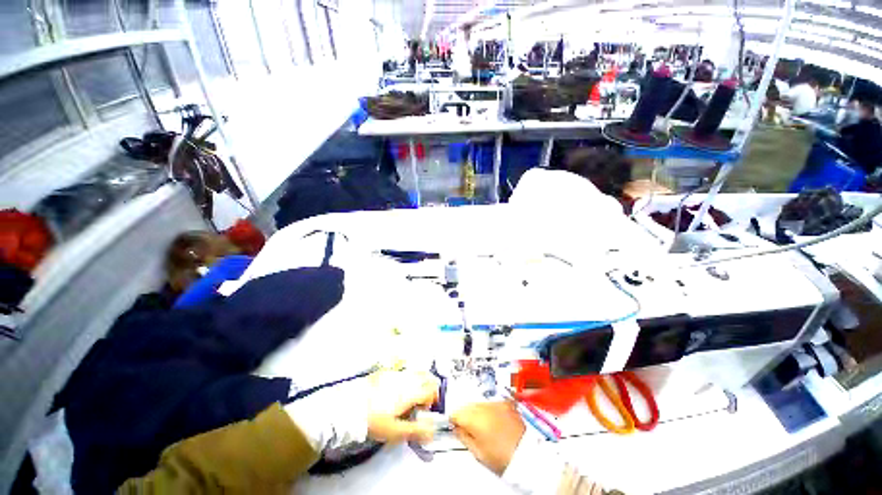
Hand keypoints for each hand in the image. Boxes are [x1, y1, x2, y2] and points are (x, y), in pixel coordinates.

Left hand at [366, 370, 438, 443]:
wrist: (350, 406)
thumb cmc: (374, 420)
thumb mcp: (395, 431)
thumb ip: (416, 431)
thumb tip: (432, 432)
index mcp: (411, 392)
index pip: (431, 390)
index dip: (432, 400)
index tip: (425, 410)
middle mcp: (406, 379)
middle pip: (426, 376)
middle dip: (429, 388)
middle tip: (421, 401)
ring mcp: (396, 373)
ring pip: (415, 372)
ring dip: (419, 381)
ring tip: (410, 395)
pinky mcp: (386, 371)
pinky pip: (402, 369)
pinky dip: (407, 377)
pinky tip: (397, 387)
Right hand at [450, 401, 525, 475]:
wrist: (526, 455)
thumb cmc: (502, 457)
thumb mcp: (477, 452)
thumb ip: (463, 436)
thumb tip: (456, 429)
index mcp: (474, 418)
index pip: (456, 412)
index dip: (454, 421)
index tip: (455, 426)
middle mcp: (484, 407)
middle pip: (467, 406)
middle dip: (466, 415)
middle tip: (469, 429)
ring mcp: (495, 403)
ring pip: (478, 403)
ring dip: (477, 411)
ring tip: (483, 427)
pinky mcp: (505, 403)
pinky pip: (491, 403)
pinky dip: (489, 410)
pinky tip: (493, 421)